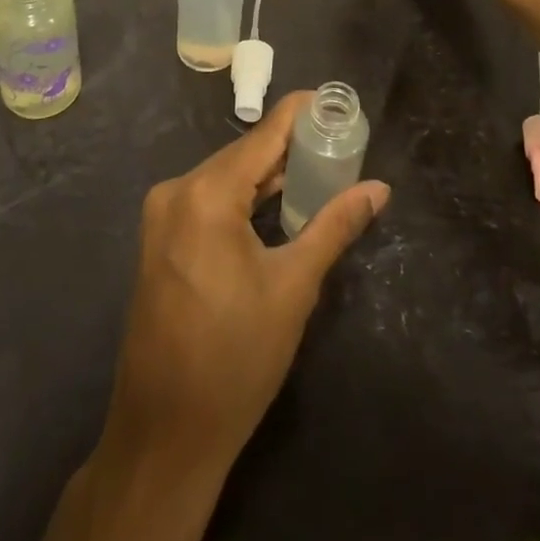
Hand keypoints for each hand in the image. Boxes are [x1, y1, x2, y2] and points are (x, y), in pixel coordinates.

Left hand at [106, 90, 389, 464]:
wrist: (164, 437)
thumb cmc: (235, 360)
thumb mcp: (293, 288)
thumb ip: (335, 226)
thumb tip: (379, 188)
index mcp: (207, 194)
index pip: (264, 134)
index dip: (301, 113)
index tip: (336, 103)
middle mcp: (177, 190)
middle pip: (244, 154)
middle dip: (290, 147)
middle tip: (338, 142)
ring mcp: (163, 215)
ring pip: (226, 176)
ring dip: (268, 174)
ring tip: (318, 167)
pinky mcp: (160, 239)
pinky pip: (209, 199)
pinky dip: (244, 196)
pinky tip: (276, 202)